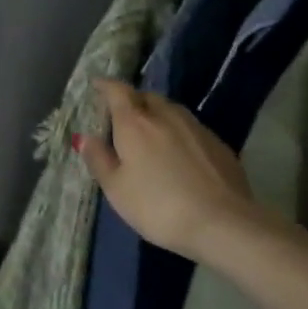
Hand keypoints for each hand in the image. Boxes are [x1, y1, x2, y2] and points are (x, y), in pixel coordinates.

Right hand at [75, 79, 258, 262]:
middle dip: (132, 101)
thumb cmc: (158, 206)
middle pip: (145, 97)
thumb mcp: (117, 189)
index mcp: (135, 123)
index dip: (105, 86)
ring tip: (150, 134)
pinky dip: (178, 132)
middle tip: (122, 117)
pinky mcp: (218, 143)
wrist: (223, 223)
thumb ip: (99, 159)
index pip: (117, 91)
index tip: (96, 85)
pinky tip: (179, 154)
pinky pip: (190, 127)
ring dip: (157, 115)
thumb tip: (85, 137)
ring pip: (170, 110)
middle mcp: (166, 115)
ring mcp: (196, 127)